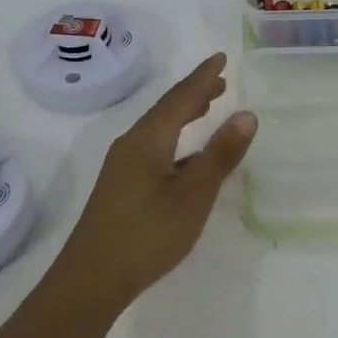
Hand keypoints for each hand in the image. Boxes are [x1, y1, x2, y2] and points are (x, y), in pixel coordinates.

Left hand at [59, 53, 256, 307]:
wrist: (91, 279)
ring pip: (158, 129)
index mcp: (148, 139)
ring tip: (207, 106)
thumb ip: (220, 155)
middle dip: (194, 93)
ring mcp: (122, 166)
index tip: (221, 58)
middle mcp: (131, 144)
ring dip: (184, 115)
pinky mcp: (120, 186)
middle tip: (220, 80)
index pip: (180, 97)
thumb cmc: (147, 234)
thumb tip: (246, 115)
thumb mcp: (193, 195)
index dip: (203, 77)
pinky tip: (187, 156)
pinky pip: (153, 147)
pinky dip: (175, 139)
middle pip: (166, 109)